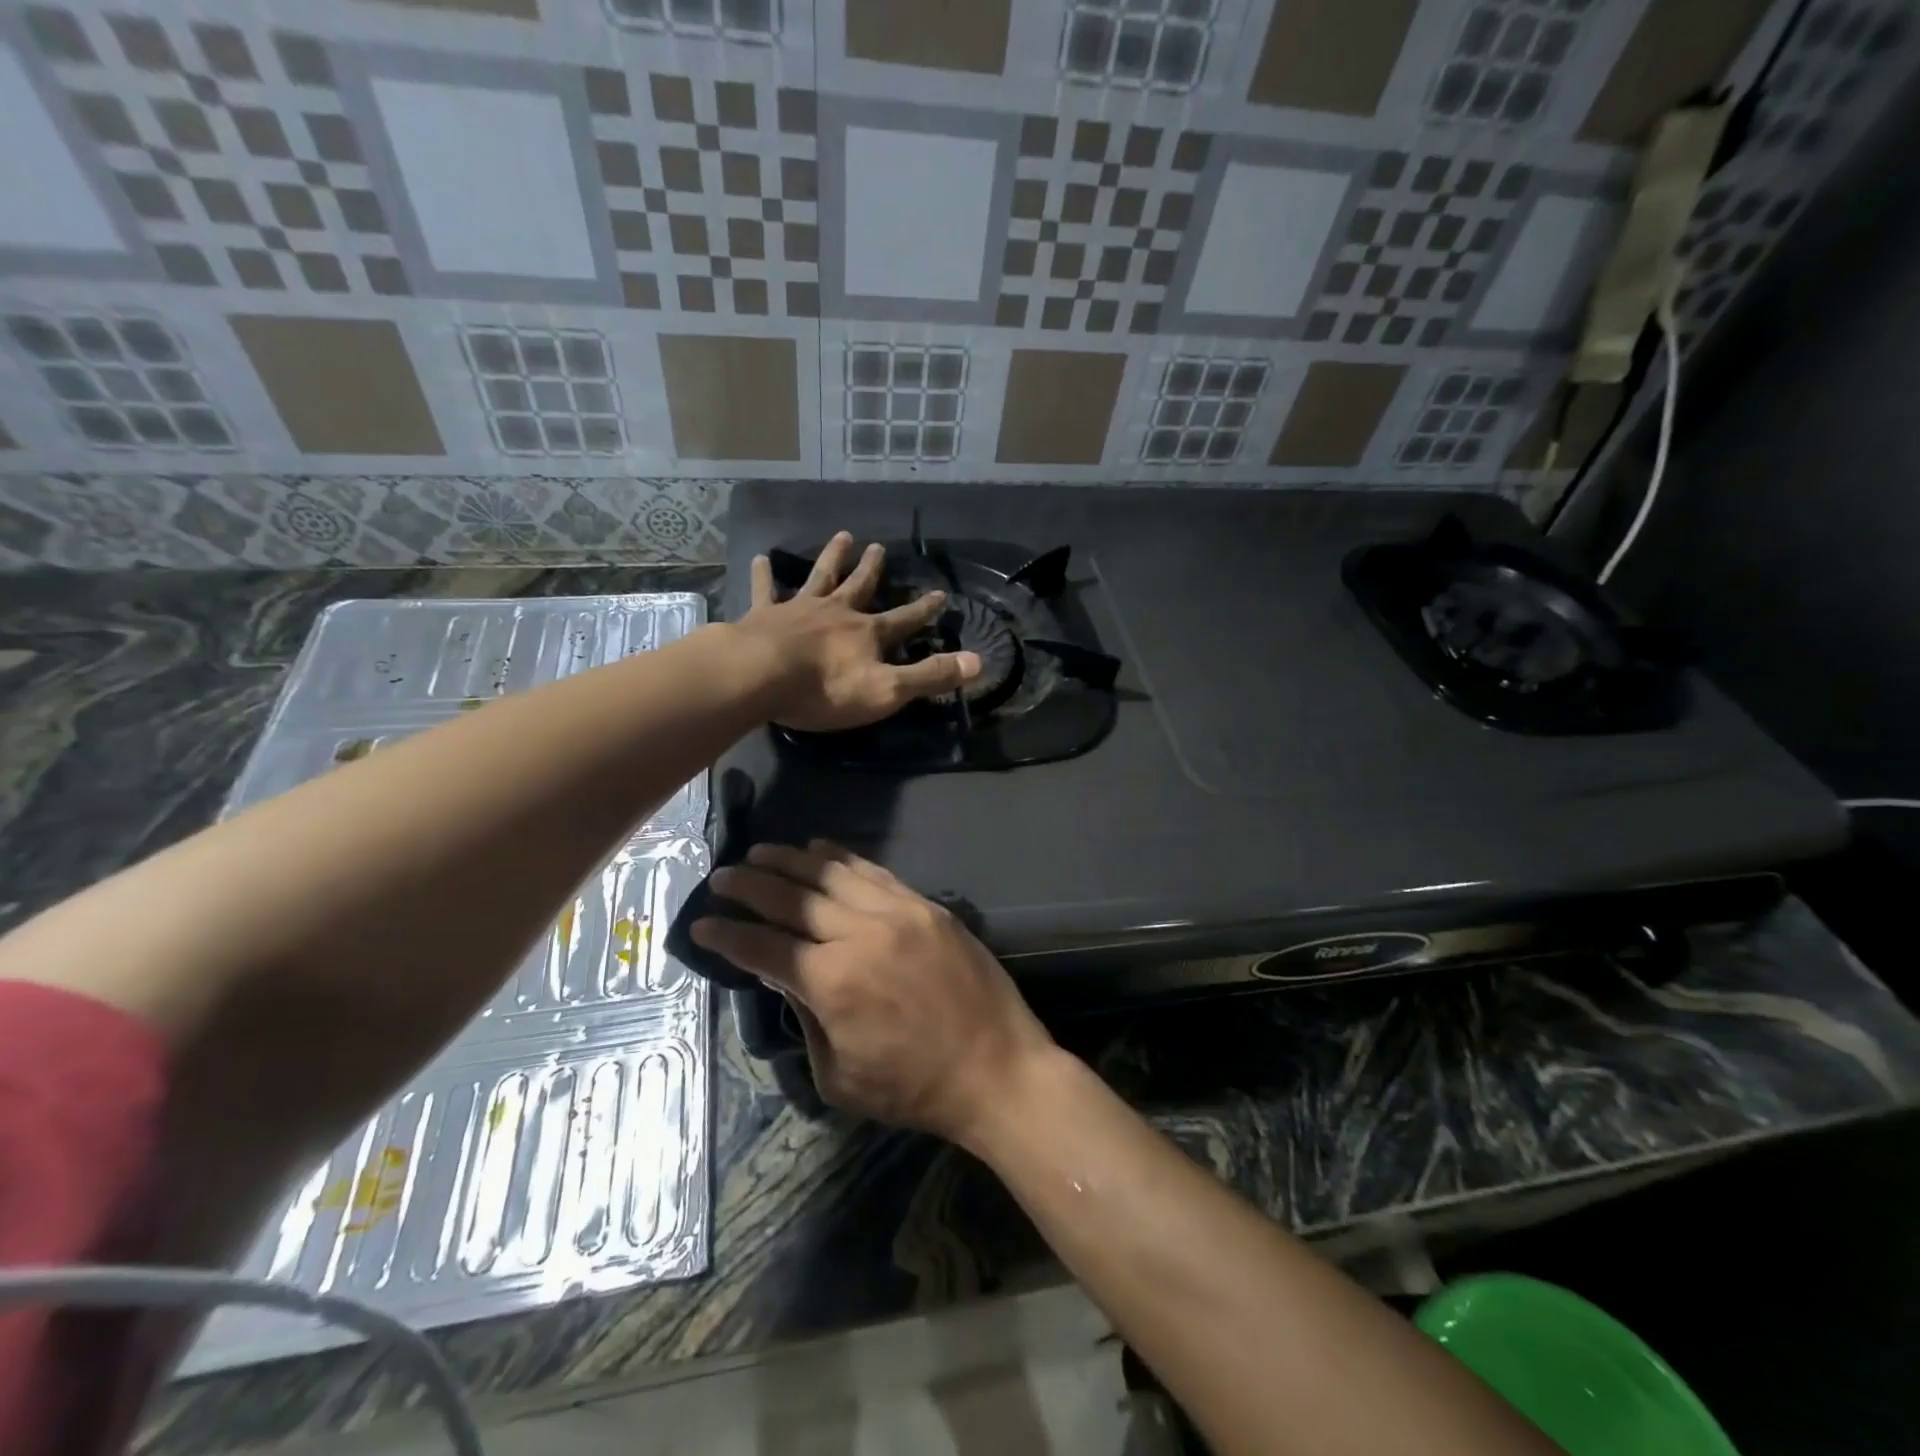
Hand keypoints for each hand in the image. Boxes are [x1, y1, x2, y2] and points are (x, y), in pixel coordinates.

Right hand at [692, 841, 1058, 1139]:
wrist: (996, 1068)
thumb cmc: (913, 1087)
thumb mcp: (838, 1076)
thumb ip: (805, 1018)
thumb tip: (784, 975)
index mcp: (832, 984)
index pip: (764, 947)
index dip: (727, 935)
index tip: (701, 923)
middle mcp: (860, 934)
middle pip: (792, 898)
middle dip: (749, 886)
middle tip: (721, 877)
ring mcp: (897, 912)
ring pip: (831, 874)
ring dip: (790, 860)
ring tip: (760, 852)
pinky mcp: (925, 905)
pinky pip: (874, 871)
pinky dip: (841, 857)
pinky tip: (818, 848)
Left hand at [735, 531, 981, 731]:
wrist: (761, 676)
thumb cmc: (826, 689)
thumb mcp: (887, 690)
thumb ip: (930, 676)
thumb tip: (978, 661)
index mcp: (867, 633)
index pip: (904, 619)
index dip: (924, 609)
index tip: (941, 594)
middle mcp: (837, 612)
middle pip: (860, 586)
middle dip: (872, 569)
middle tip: (879, 546)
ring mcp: (799, 609)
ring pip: (820, 577)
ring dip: (832, 557)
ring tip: (842, 536)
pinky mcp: (764, 614)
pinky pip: (765, 590)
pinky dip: (764, 574)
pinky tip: (760, 558)